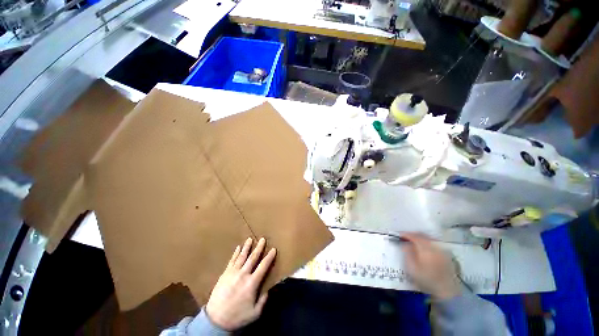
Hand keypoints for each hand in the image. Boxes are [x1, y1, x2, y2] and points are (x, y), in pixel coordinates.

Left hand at [206, 237, 276, 330]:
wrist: (215, 320)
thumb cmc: (237, 316)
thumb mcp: (254, 313)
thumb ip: (263, 300)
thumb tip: (269, 290)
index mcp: (252, 283)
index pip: (263, 266)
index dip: (269, 257)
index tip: (273, 249)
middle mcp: (243, 274)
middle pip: (253, 258)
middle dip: (259, 247)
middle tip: (262, 239)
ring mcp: (233, 273)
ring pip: (242, 256)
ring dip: (247, 247)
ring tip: (250, 239)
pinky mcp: (225, 274)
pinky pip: (231, 260)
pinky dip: (235, 253)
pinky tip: (238, 247)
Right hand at [401, 232, 460, 299]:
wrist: (447, 291)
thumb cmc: (426, 279)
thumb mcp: (412, 267)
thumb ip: (407, 253)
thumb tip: (405, 244)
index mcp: (426, 248)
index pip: (414, 236)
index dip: (405, 234)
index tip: (398, 235)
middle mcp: (435, 246)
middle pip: (422, 235)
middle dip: (413, 235)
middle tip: (404, 237)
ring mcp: (442, 250)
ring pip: (429, 239)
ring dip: (420, 238)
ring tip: (413, 241)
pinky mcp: (447, 255)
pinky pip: (435, 243)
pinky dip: (427, 242)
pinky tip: (424, 247)